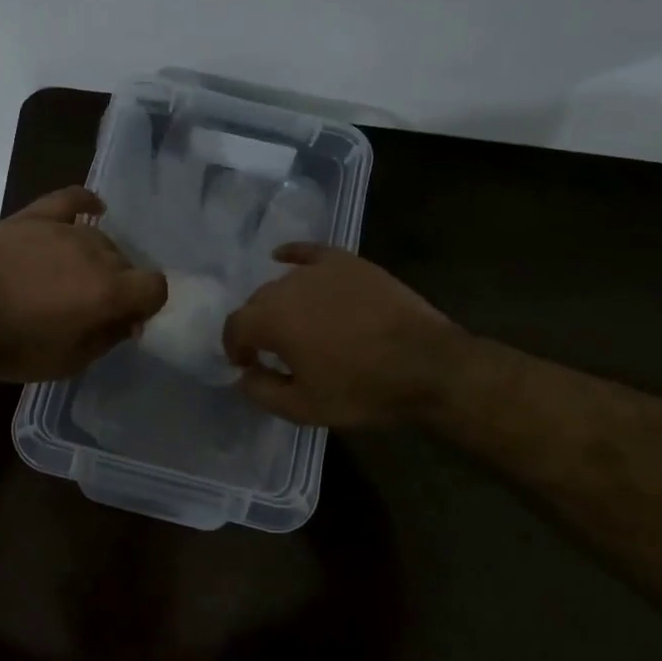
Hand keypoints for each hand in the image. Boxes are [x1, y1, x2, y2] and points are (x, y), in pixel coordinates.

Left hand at [0, 187, 167, 382]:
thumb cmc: (13, 348)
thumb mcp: (70, 362)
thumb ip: (108, 337)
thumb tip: (128, 320)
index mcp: (109, 290)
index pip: (155, 286)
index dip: (146, 305)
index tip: (125, 320)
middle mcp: (95, 253)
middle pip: (126, 263)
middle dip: (117, 286)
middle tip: (88, 308)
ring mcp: (63, 229)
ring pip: (99, 239)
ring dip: (95, 260)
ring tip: (68, 279)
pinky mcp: (33, 216)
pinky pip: (71, 199)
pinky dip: (86, 203)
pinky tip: (93, 209)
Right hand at [223, 245, 461, 426]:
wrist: (426, 365)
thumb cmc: (361, 390)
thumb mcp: (303, 407)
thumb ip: (261, 391)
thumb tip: (243, 375)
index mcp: (270, 319)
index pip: (235, 326)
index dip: (235, 347)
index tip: (246, 364)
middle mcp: (287, 286)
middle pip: (258, 302)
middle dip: (258, 326)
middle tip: (273, 350)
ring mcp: (319, 270)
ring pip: (284, 282)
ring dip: (280, 302)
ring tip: (296, 323)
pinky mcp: (348, 262)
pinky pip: (309, 253)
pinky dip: (292, 256)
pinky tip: (283, 258)